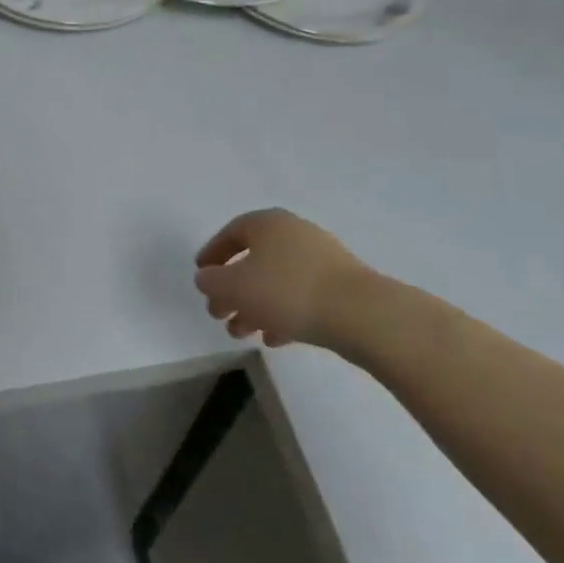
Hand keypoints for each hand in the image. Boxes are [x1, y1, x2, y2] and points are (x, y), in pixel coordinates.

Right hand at [194, 208, 377, 347]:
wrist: (361, 314)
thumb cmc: (288, 291)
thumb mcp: (235, 287)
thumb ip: (212, 282)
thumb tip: (206, 279)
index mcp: (267, 223)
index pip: (231, 233)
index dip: (212, 254)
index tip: (201, 276)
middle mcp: (293, 233)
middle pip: (254, 260)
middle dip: (232, 290)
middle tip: (219, 314)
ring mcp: (321, 259)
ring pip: (277, 281)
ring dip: (255, 306)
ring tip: (242, 334)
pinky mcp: (340, 286)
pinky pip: (301, 296)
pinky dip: (283, 314)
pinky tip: (274, 339)